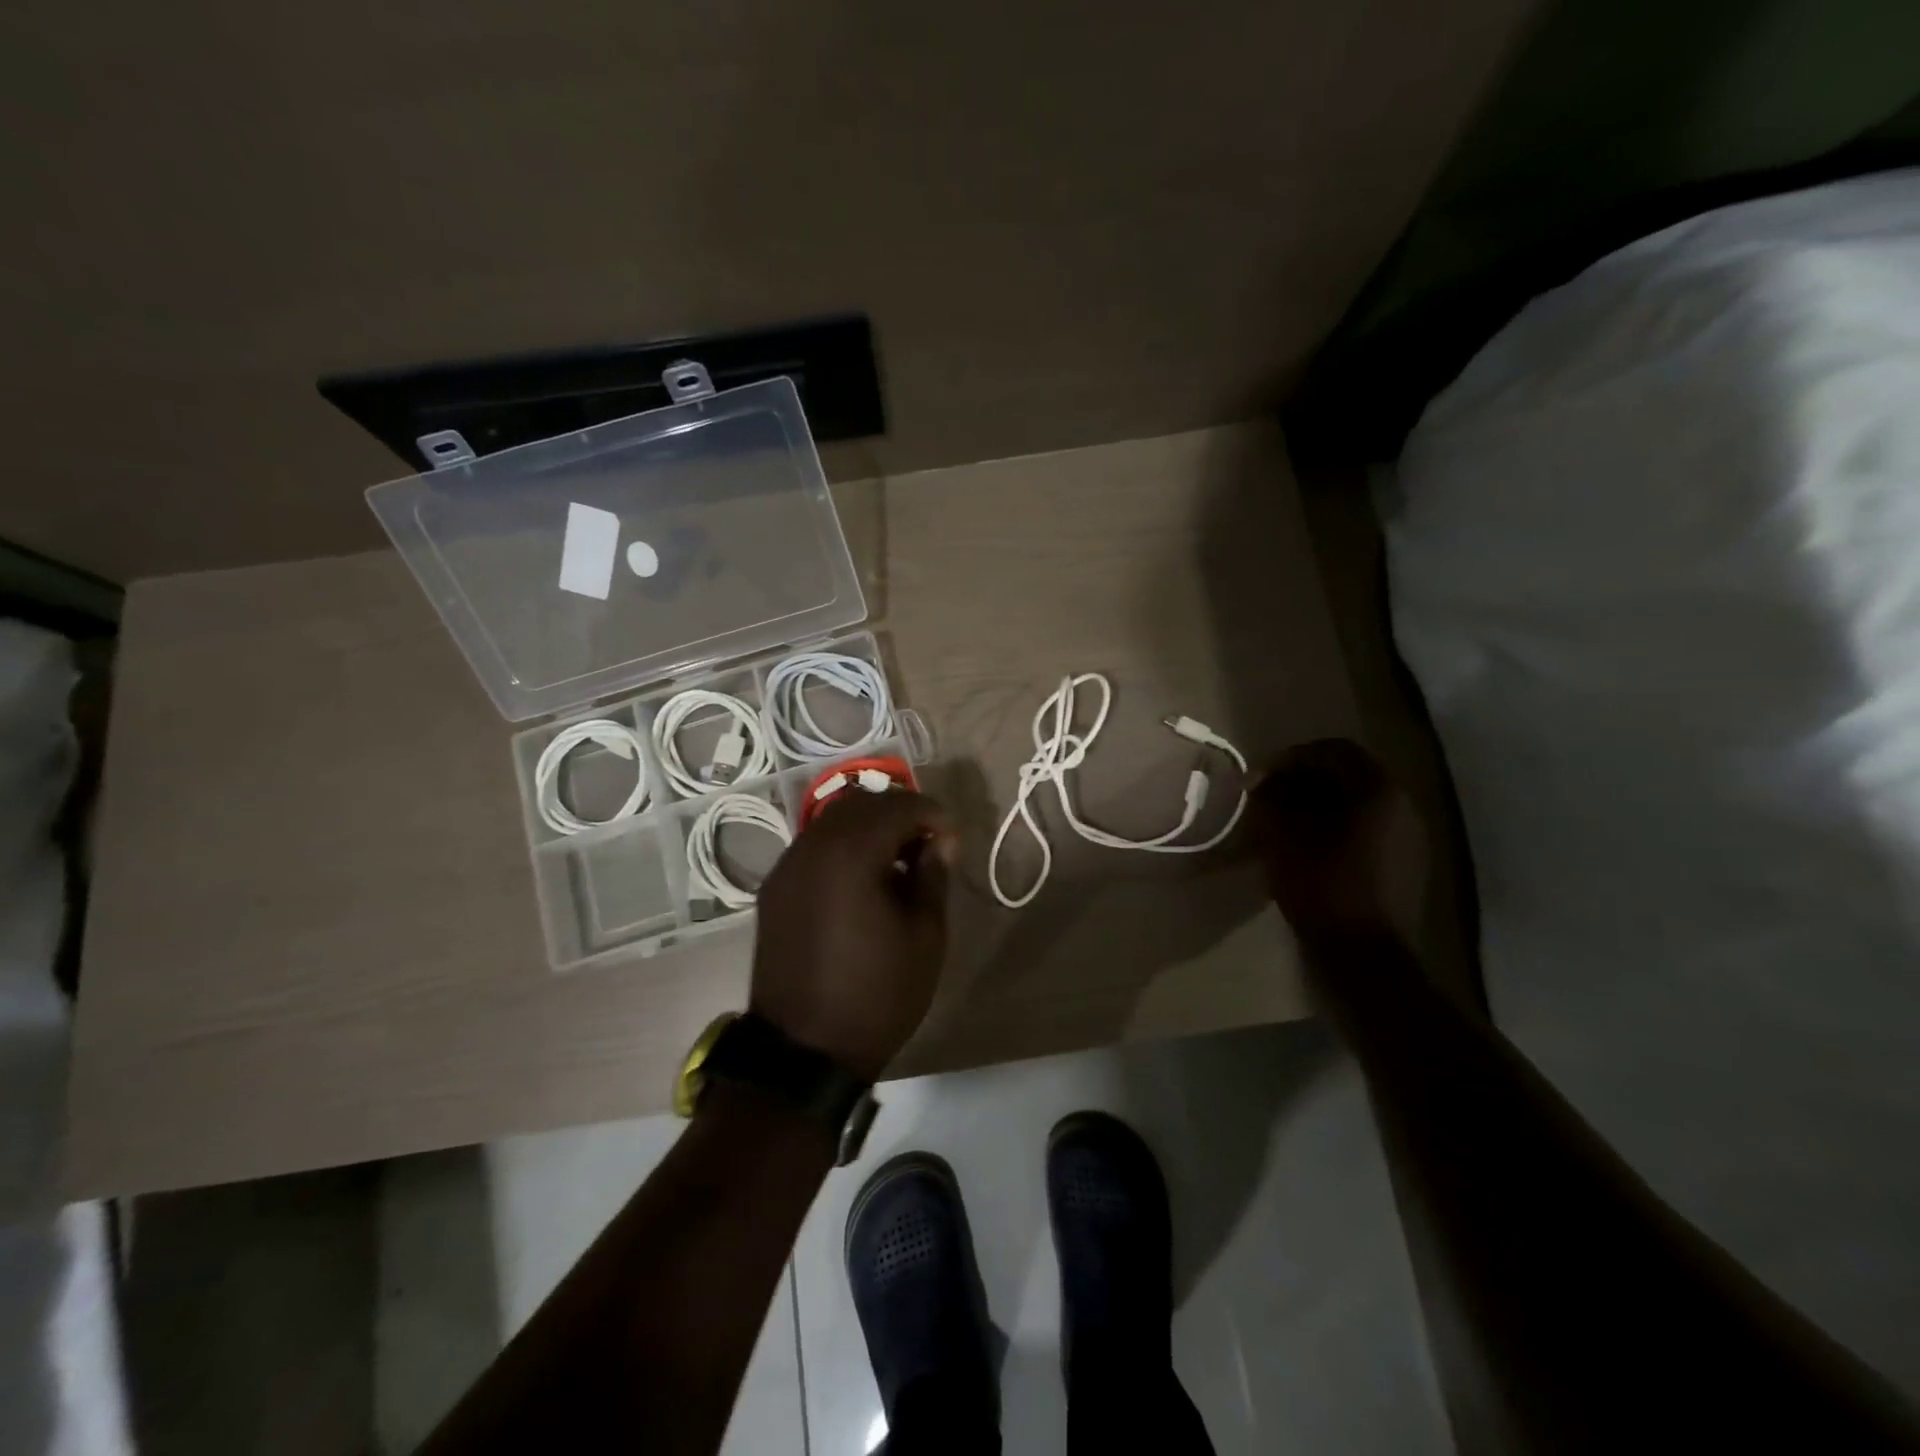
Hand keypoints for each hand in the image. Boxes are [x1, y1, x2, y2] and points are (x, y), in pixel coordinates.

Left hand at [750, 789, 954, 1080]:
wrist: (802, 1052)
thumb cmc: (877, 994)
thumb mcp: (925, 936)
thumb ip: (933, 876)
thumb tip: (939, 841)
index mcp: (851, 854)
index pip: (898, 806)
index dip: (933, 815)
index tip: (953, 840)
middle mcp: (812, 847)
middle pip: (862, 804)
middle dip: (900, 814)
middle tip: (928, 845)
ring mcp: (787, 866)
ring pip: (833, 822)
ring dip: (870, 828)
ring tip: (898, 862)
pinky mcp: (775, 889)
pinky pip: (814, 848)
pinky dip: (843, 848)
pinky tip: (862, 881)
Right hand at [1252, 739, 1424, 944]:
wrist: (1363, 956)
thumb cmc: (1321, 886)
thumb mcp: (1284, 836)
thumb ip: (1273, 799)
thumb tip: (1263, 782)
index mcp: (1378, 790)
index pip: (1333, 751)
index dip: (1291, 758)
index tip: (1259, 777)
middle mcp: (1402, 806)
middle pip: (1348, 775)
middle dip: (1303, 781)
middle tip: (1267, 798)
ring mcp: (1408, 837)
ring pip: (1356, 803)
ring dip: (1317, 804)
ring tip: (1281, 822)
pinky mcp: (1403, 865)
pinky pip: (1365, 829)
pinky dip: (1333, 827)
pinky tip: (1306, 847)